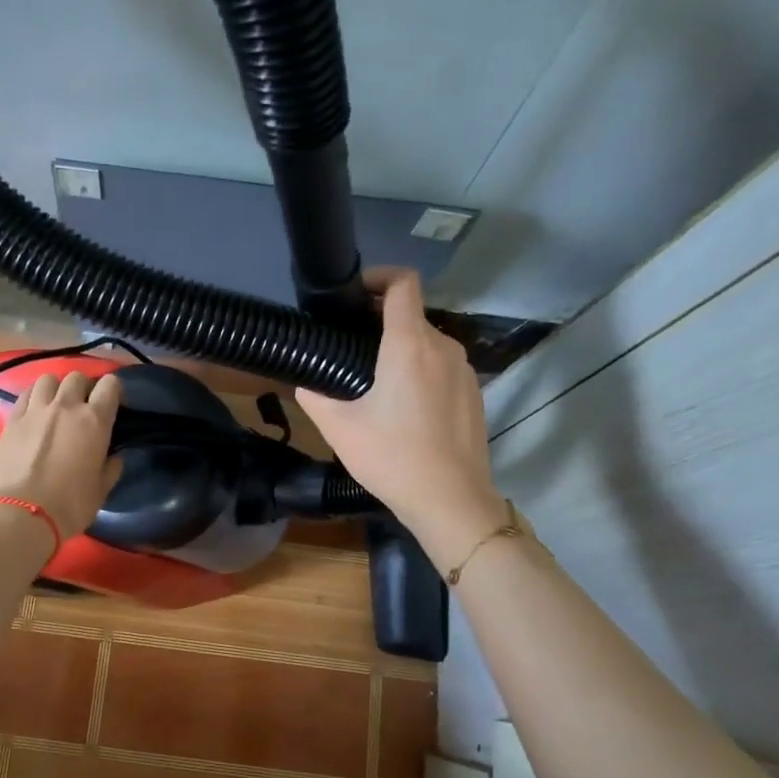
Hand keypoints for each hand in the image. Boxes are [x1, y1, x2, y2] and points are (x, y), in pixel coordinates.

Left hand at [0, 370, 122, 540]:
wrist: (21, 513)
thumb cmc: (70, 505)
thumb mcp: (101, 491)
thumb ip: (111, 469)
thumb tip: (115, 458)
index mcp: (95, 421)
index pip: (110, 385)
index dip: (114, 389)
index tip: (113, 402)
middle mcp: (66, 406)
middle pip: (77, 377)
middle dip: (83, 387)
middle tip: (83, 405)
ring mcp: (36, 410)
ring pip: (48, 379)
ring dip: (56, 388)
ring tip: (55, 403)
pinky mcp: (12, 419)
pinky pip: (25, 394)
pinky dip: (33, 397)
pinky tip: (34, 411)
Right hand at [295, 269, 507, 571]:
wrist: (450, 500)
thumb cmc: (392, 457)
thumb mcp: (338, 427)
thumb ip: (314, 394)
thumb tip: (304, 380)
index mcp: (410, 345)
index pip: (403, 283)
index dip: (378, 277)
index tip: (354, 294)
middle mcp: (443, 347)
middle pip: (411, 315)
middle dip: (381, 324)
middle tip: (350, 351)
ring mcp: (464, 370)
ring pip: (428, 343)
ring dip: (401, 350)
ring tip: (375, 384)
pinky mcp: (474, 393)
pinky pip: (442, 367)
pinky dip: (421, 372)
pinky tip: (405, 409)